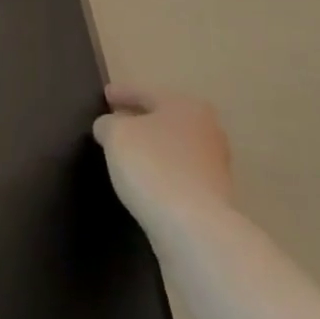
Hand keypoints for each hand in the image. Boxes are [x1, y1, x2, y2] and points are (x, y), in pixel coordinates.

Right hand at [92, 85, 232, 227]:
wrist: (193, 225)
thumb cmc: (152, 165)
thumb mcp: (116, 134)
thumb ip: (108, 123)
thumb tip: (110, 126)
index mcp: (186, 107)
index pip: (146, 93)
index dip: (123, 93)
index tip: (105, 94)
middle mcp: (207, 130)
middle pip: (165, 119)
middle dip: (141, 120)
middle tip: (115, 121)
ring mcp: (214, 165)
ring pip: (173, 147)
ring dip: (152, 148)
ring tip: (126, 153)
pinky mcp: (213, 195)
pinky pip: (177, 172)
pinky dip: (160, 171)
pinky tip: (143, 179)